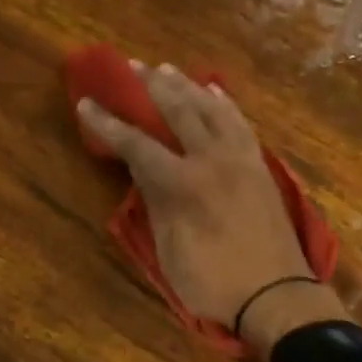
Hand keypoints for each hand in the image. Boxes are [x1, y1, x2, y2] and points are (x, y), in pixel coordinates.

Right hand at [76, 62, 344, 349]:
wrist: (276, 295)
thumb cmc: (212, 282)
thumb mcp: (171, 249)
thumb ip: (156, 203)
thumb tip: (140, 168)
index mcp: (184, 184)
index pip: (137, 145)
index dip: (109, 124)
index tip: (86, 104)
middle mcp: (214, 159)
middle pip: (178, 111)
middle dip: (150, 86)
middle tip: (130, 66)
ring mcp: (242, 159)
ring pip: (212, 108)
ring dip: (186, 85)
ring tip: (167, 69)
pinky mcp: (260, 166)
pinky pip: (240, 122)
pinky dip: (224, 103)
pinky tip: (214, 93)